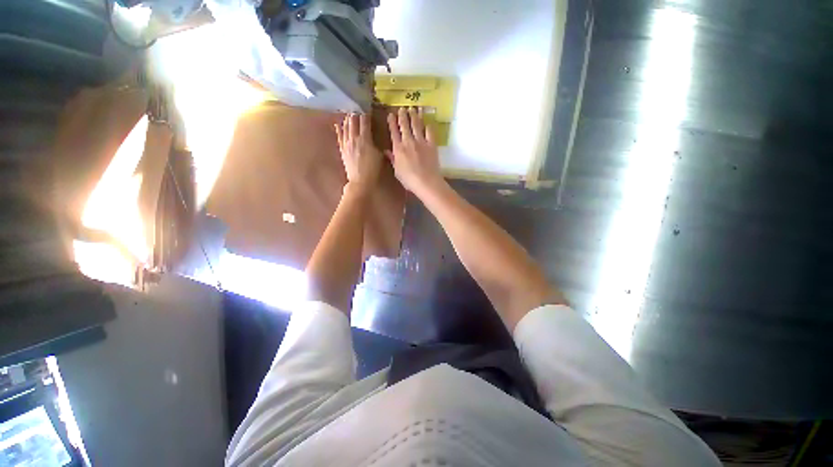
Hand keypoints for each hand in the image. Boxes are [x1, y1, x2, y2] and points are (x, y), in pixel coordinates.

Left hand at [335, 113, 382, 193]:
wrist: (360, 181)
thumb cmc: (373, 170)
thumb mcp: (380, 156)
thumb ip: (376, 145)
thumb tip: (374, 139)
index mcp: (365, 139)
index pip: (365, 122)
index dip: (366, 114)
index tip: (367, 109)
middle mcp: (354, 138)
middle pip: (353, 122)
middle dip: (356, 114)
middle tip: (357, 108)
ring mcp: (346, 144)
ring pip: (346, 127)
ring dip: (348, 119)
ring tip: (349, 113)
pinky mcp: (342, 150)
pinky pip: (339, 137)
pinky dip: (339, 129)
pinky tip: (338, 124)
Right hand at [386, 107, 443, 195]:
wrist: (426, 182)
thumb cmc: (409, 180)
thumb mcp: (397, 171)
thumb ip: (392, 160)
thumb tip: (386, 151)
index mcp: (398, 148)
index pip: (393, 132)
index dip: (392, 122)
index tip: (390, 114)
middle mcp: (408, 141)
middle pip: (405, 125)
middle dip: (403, 115)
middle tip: (402, 109)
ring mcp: (421, 142)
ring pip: (416, 125)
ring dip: (414, 116)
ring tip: (413, 109)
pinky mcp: (431, 144)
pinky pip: (429, 131)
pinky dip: (427, 125)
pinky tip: (427, 122)